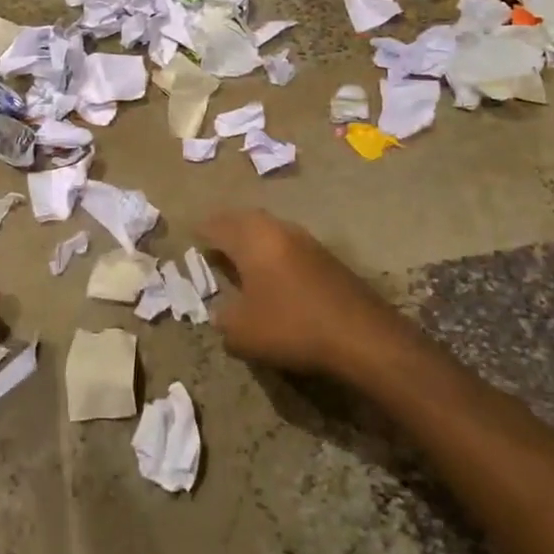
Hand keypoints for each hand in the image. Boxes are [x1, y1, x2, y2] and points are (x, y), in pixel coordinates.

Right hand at [198, 210, 404, 380]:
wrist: (361, 335)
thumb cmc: (291, 326)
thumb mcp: (242, 332)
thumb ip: (223, 318)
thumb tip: (222, 312)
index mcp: (252, 239)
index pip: (218, 225)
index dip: (202, 231)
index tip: (192, 236)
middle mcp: (277, 229)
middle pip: (244, 219)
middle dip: (227, 227)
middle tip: (214, 241)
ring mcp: (305, 240)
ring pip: (269, 229)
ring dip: (253, 238)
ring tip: (241, 256)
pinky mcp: (326, 256)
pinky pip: (288, 244)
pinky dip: (273, 251)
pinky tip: (273, 272)